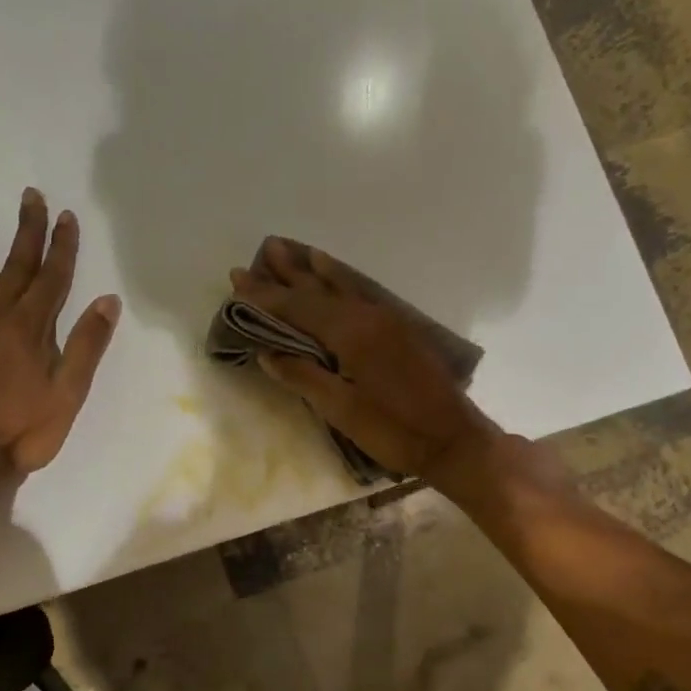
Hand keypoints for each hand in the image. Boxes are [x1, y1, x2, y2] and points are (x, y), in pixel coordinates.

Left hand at [0, 189, 120, 481]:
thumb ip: (86, 345)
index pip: (53, 277)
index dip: (62, 245)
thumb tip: (108, 300)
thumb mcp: (69, 393)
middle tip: (30, 195)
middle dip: (26, 229)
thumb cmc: (27, 430)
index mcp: (33, 328)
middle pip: (16, 264)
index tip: (67, 216)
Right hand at [230, 238, 500, 487]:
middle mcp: (368, 316)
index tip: (237, 279)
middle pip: (318, 291)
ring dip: (313, 271)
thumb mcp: (342, 410)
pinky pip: (359, 294)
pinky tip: (334, 275)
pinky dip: (340, 280)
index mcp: (351, 334)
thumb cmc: (393, 431)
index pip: (298, 308)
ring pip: (341, 287)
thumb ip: (303, 377)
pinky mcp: (399, 330)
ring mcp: (387, 320)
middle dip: (285, 276)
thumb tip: (266, 353)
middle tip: (258, 255)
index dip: (265, 296)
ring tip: (291, 251)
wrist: (453, 440)